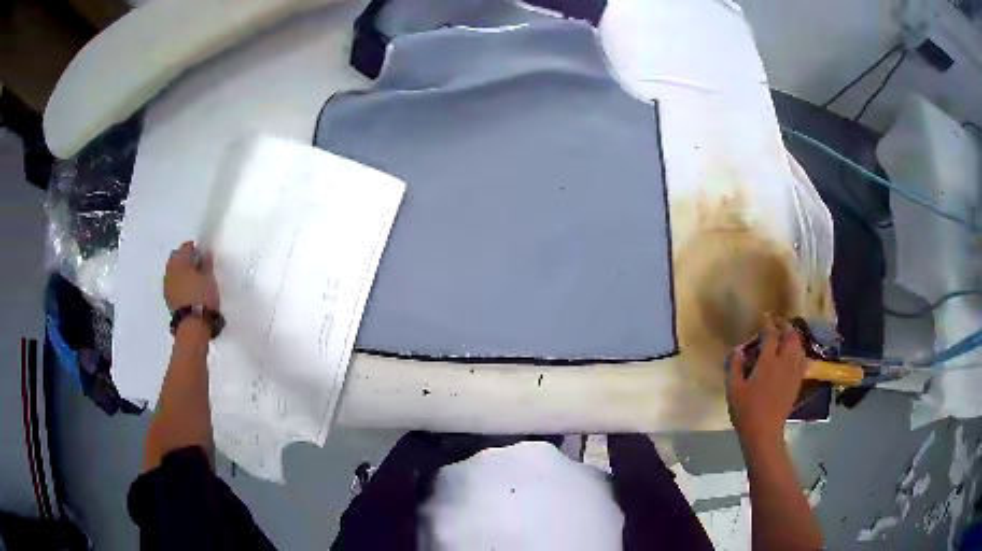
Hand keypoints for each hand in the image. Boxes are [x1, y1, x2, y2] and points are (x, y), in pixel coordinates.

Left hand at [164, 241, 218, 311]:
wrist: (193, 325)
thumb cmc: (202, 297)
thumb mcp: (209, 278)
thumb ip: (206, 264)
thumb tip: (205, 254)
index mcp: (179, 261)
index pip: (186, 247)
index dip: (196, 249)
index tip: (204, 256)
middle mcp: (169, 270)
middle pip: (177, 259)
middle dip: (186, 261)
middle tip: (199, 268)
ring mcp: (167, 286)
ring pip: (174, 273)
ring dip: (182, 274)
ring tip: (194, 282)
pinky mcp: (168, 300)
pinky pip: (174, 286)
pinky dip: (180, 285)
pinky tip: (189, 292)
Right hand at [726, 314, 806, 442]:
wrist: (764, 432)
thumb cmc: (746, 410)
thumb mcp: (733, 389)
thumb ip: (735, 366)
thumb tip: (739, 349)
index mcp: (768, 362)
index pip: (771, 335)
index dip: (768, 323)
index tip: (764, 317)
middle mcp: (784, 363)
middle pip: (791, 336)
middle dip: (785, 326)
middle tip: (777, 323)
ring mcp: (793, 373)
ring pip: (799, 347)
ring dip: (793, 337)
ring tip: (786, 336)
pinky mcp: (797, 382)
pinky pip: (802, 360)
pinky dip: (799, 351)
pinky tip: (794, 354)